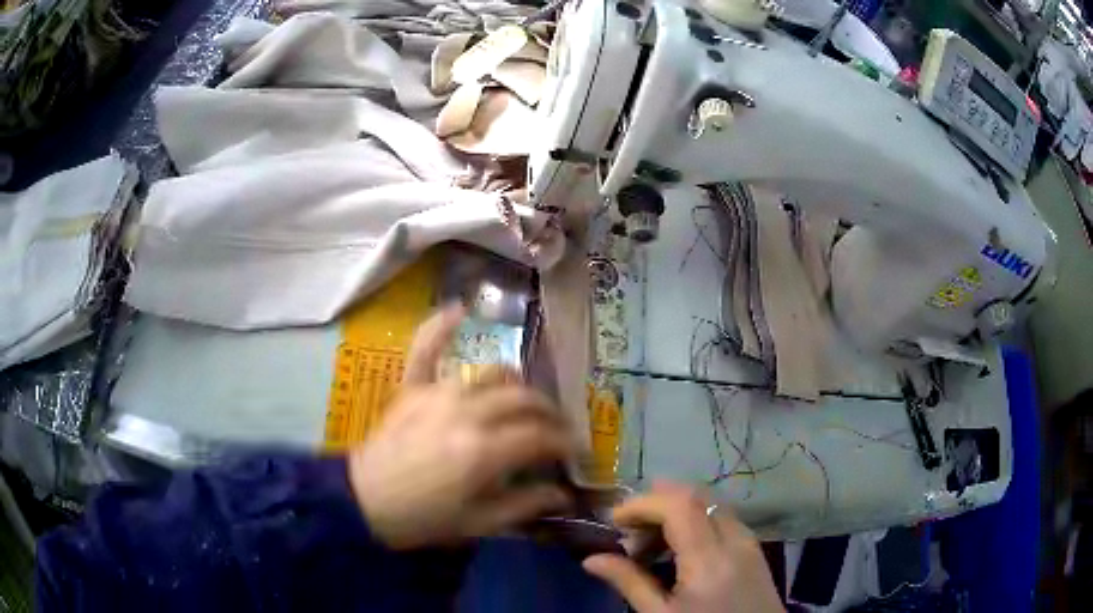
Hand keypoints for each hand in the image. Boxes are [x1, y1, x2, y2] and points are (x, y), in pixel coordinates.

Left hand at [347, 305, 574, 549]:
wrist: (363, 501)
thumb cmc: (423, 518)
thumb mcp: (479, 523)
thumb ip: (526, 505)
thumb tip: (565, 495)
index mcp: (485, 450)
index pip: (541, 435)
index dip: (564, 442)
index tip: (573, 450)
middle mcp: (468, 411)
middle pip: (524, 399)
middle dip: (548, 412)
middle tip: (555, 428)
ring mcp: (437, 392)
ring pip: (492, 373)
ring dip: (516, 383)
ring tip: (523, 399)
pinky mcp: (412, 386)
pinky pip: (426, 348)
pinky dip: (441, 327)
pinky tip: (460, 308)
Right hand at [583, 482, 783, 612]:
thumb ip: (629, 583)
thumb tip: (590, 559)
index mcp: (710, 560)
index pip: (679, 505)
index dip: (643, 503)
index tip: (614, 520)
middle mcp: (735, 540)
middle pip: (696, 496)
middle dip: (656, 503)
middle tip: (628, 530)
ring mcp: (749, 541)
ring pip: (709, 504)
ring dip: (675, 511)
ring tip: (648, 543)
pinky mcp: (754, 548)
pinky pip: (721, 518)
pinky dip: (694, 521)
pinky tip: (678, 548)